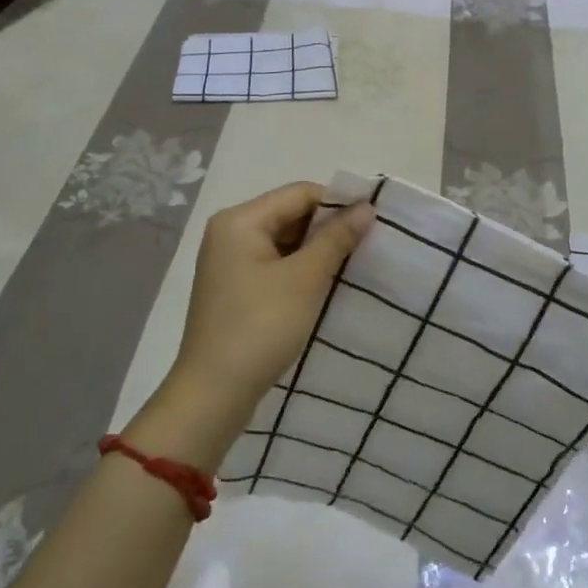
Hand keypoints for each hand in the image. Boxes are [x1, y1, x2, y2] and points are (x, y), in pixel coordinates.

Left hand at [170, 182, 373, 416]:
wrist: (213, 394)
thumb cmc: (260, 327)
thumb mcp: (305, 279)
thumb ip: (337, 238)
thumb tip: (366, 208)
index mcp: (240, 220)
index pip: (299, 193)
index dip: (338, 203)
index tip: (374, 221)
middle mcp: (230, 232)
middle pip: (290, 214)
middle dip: (328, 227)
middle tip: (368, 243)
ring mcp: (229, 261)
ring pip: (284, 240)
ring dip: (317, 250)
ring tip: (353, 263)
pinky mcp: (234, 287)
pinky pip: (274, 263)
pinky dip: (300, 268)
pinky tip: (326, 283)